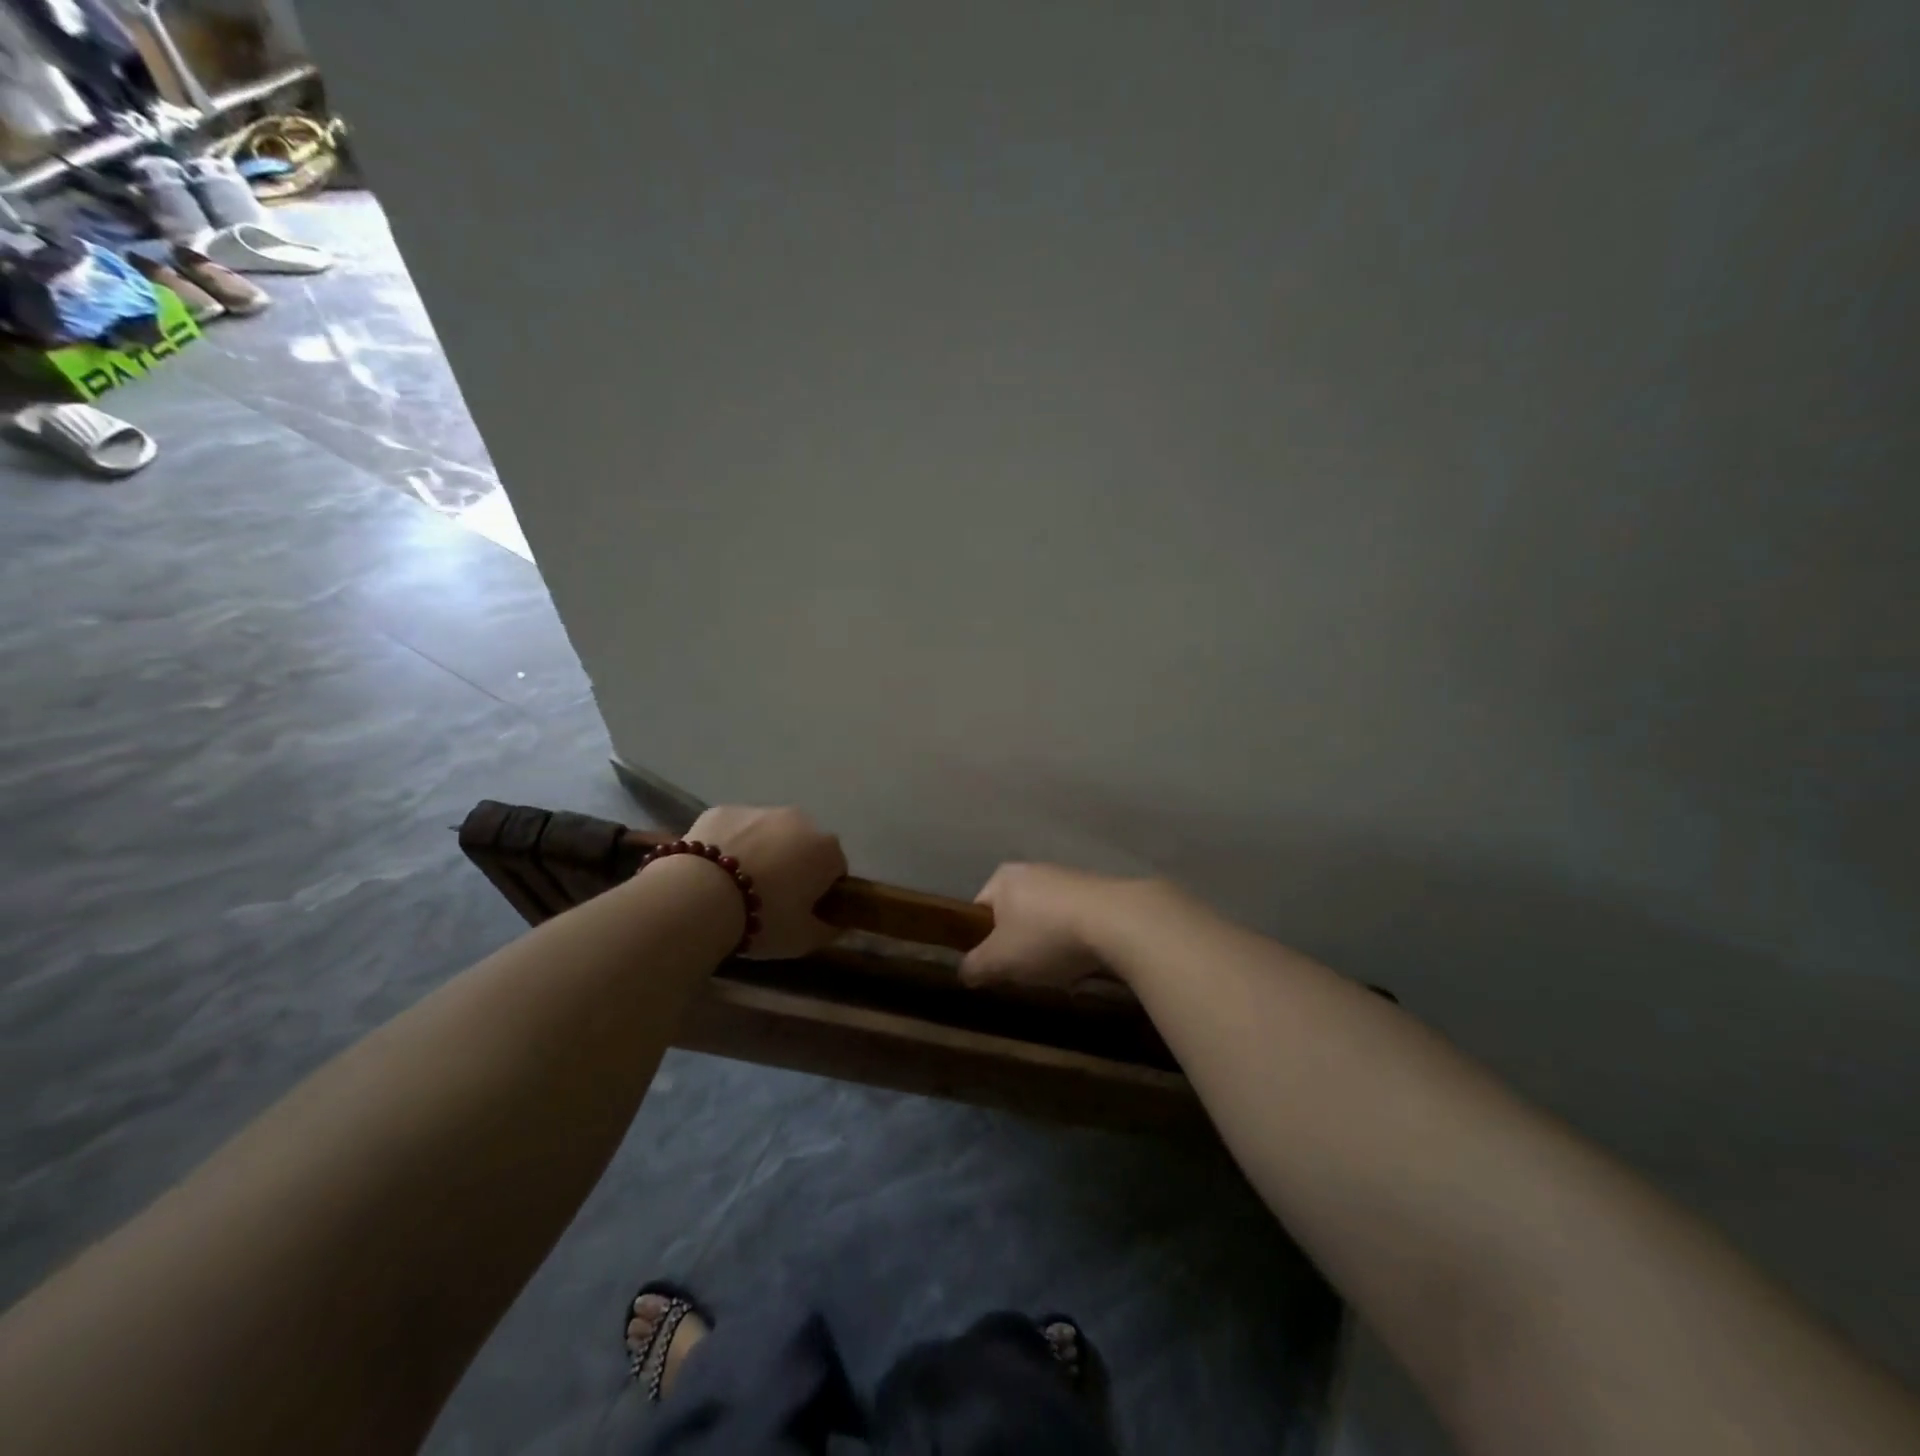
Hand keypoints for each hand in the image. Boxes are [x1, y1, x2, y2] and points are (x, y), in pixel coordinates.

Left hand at [684, 806, 847, 958]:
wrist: (699, 897)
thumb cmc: (763, 918)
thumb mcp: (804, 939)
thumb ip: (829, 928)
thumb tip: (837, 922)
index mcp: (826, 849)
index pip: (835, 870)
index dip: (820, 892)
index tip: (802, 911)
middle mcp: (799, 820)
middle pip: (803, 845)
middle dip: (793, 865)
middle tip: (769, 898)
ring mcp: (759, 810)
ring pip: (768, 833)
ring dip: (761, 852)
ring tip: (736, 886)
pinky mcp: (722, 810)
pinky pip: (734, 829)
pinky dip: (729, 844)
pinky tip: (712, 871)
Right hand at [960, 863, 1152, 989]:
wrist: (1116, 921)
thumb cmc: (1046, 936)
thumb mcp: (999, 960)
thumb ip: (975, 966)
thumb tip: (965, 972)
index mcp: (1003, 878)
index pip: (979, 910)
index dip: (982, 942)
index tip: (994, 967)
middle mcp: (1034, 870)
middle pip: (1015, 917)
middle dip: (1020, 948)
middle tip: (1026, 973)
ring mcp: (1069, 879)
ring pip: (1047, 923)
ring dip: (1050, 949)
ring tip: (1061, 974)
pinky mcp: (1099, 893)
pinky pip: (1077, 924)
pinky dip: (1078, 945)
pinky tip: (1087, 966)